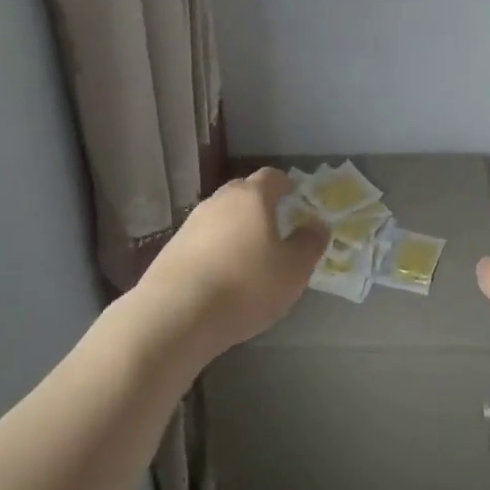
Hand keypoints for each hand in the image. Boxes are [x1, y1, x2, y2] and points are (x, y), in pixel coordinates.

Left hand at [136, 168, 329, 365]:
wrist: (177, 313)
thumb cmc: (246, 285)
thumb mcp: (293, 270)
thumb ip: (309, 243)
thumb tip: (317, 225)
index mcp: (251, 197)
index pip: (270, 176)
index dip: (284, 184)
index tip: (292, 195)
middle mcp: (219, 201)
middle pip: (242, 192)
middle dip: (259, 204)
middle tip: (274, 224)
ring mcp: (191, 223)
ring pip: (220, 216)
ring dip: (235, 228)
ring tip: (248, 253)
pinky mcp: (173, 248)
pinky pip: (203, 239)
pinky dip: (215, 248)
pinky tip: (222, 274)